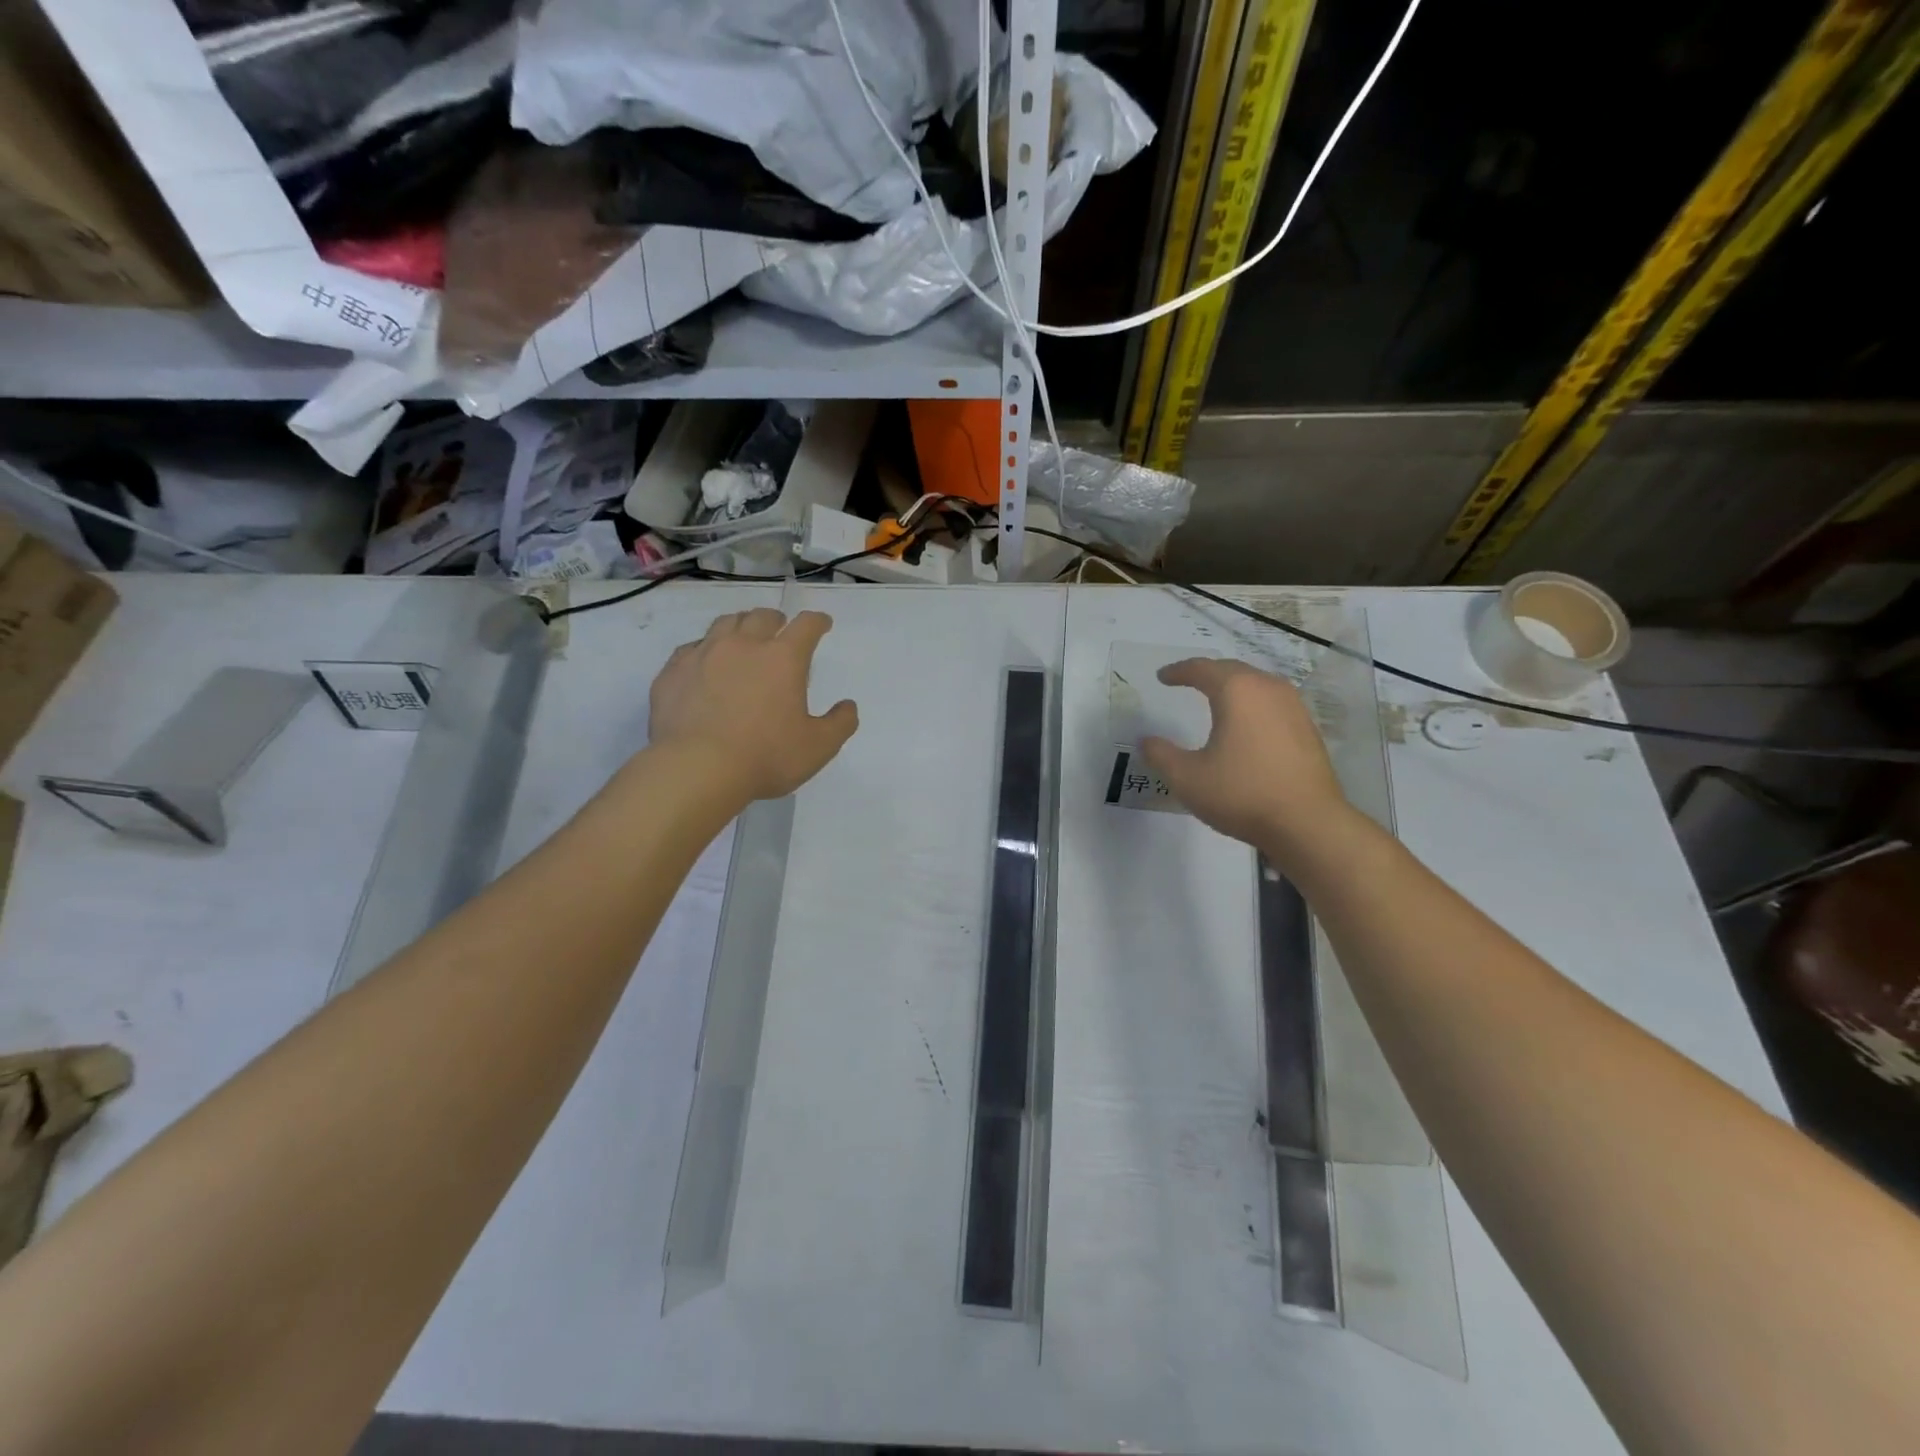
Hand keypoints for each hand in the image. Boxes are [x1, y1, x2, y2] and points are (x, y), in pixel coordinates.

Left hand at [648, 608, 858, 802]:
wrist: (696, 768)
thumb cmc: (765, 756)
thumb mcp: (818, 747)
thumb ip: (840, 724)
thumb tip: (848, 706)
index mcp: (783, 658)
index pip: (806, 625)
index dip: (817, 621)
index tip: (822, 624)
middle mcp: (744, 645)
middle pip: (762, 616)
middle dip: (776, 620)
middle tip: (780, 630)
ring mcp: (704, 654)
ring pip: (724, 623)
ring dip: (740, 626)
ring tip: (742, 639)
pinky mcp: (673, 671)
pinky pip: (691, 648)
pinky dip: (704, 650)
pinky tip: (704, 664)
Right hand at [1141, 659, 1352, 860]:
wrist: (1307, 823)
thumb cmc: (1242, 794)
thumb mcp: (1187, 778)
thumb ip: (1161, 755)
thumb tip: (1147, 741)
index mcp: (1236, 691)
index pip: (1202, 669)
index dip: (1178, 671)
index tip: (1162, 677)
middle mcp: (1268, 689)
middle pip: (1232, 670)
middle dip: (1207, 673)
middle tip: (1187, 681)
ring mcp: (1293, 707)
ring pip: (1256, 684)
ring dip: (1233, 686)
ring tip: (1216, 698)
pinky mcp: (1307, 728)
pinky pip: (1272, 703)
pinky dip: (1252, 704)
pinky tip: (1246, 724)